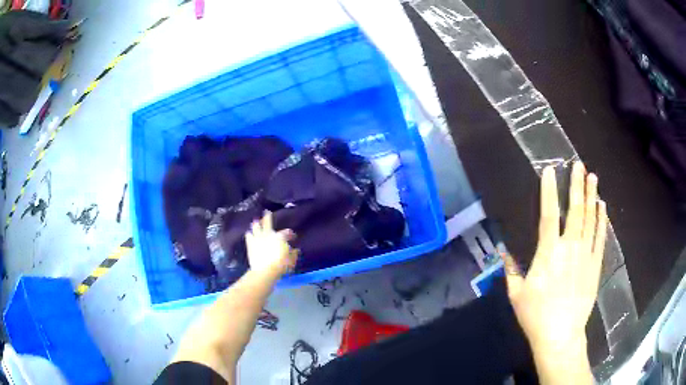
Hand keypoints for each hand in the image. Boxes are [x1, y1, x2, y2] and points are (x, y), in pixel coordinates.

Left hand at [245, 211, 297, 279]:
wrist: (265, 271)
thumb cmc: (281, 265)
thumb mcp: (291, 260)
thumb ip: (293, 254)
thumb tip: (295, 250)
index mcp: (280, 237)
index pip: (287, 232)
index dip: (290, 234)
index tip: (293, 236)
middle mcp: (268, 234)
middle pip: (267, 223)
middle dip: (268, 217)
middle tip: (267, 211)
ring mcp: (258, 238)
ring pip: (256, 227)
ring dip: (256, 224)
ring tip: (255, 221)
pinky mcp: (250, 244)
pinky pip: (248, 236)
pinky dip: (249, 234)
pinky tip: (248, 233)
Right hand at [504, 162, 607, 356]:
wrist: (561, 335)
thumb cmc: (535, 315)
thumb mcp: (517, 294)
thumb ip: (510, 270)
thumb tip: (502, 251)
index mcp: (548, 253)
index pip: (549, 215)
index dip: (549, 191)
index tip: (550, 171)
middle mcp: (569, 248)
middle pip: (575, 210)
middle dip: (576, 185)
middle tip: (579, 165)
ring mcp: (586, 255)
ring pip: (591, 219)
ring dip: (592, 196)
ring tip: (593, 177)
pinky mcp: (595, 265)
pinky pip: (600, 237)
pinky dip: (602, 220)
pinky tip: (602, 206)